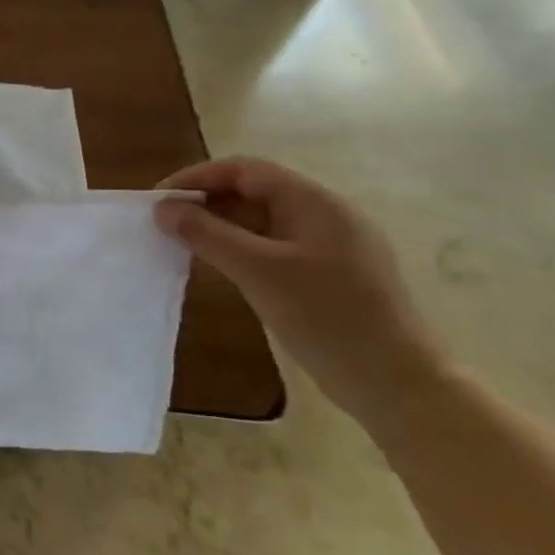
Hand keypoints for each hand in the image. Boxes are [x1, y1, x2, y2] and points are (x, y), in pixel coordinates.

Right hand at [154, 157, 443, 428]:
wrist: (396, 384)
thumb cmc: (327, 317)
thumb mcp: (258, 271)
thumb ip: (207, 234)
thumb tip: (162, 208)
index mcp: (316, 203)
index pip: (246, 170)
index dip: (197, 178)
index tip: (158, 201)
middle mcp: (325, 216)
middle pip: (253, 192)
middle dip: (205, 202)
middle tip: (164, 225)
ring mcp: (328, 248)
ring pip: (261, 222)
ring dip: (219, 227)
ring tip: (181, 245)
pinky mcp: (326, 276)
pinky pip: (271, 248)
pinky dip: (238, 250)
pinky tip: (217, 268)